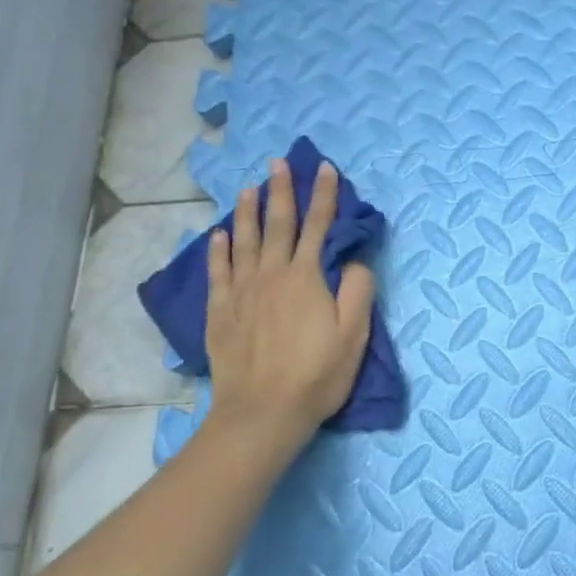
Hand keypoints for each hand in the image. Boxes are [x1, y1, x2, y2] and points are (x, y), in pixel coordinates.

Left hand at [205, 157, 376, 450]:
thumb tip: (354, 261)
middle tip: (278, 162)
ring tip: (249, 188)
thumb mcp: (354, 335)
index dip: (323, 195)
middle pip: (277, 224)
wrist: (263, 412)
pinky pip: (218, 272)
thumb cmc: (316, 375)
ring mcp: (242, 292)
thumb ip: (358, 291)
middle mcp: (271, 275)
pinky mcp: (221, 312)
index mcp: (306, 278)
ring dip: (248, 212)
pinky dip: (218, 249)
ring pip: (244, 241)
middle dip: (281, 191)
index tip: (324, 168)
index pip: (318, 226)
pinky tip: (219, 235)